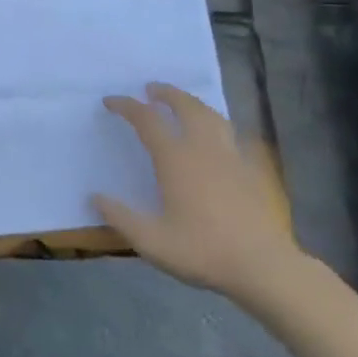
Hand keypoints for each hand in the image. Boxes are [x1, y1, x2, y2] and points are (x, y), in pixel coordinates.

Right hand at [95, 83, 299, 301]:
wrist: (263, 267)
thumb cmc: (203, 251)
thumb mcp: (151, 241)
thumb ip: (120, 217)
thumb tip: (95, 196)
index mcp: (175, 159)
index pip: (146, 120)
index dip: (126, 106)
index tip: (110, 101)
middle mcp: (202, 148)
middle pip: (185, 106)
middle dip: (166, 93)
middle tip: (151, 89)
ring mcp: (231, 156)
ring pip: (211, 115)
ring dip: (192, 103)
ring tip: (182, 103)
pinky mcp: (251, 170)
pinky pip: (231, 134)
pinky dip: (217, 124)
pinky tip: (216, 136)